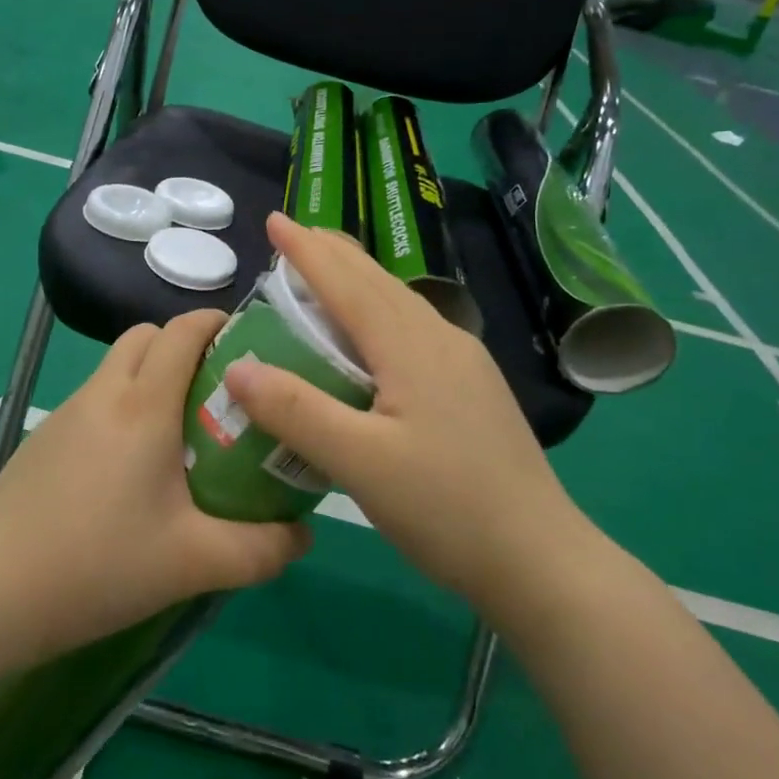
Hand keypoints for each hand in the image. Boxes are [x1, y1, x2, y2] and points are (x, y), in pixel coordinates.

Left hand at [0, 310, 311, 656]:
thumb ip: (261, 550)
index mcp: (142, 405)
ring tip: (183, 434)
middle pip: (146, 335)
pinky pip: (95, 401)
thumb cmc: (98, 565)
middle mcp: (102, 394)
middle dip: (184, 345)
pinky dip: (124, 408)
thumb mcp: (195, 563)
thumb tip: (304, 536)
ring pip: (116, 367)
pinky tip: (132, 471)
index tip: (251, 342)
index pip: (182, 330)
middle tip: (219, 392)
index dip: (217, 322)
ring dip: (152, 377)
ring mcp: (66, 414)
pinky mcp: (44, 440)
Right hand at [224, 213, 597, 612]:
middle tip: (292, 237)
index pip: (348, 282)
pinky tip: (370, 338)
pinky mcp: (472, 389)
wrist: (541, 559)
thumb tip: (237, 367)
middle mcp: (441, 340)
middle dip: (333, 254)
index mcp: (412, 346)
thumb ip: (296, 411)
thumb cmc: (446, 509)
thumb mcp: (359, 464)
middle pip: (378, 282)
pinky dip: (377, 314)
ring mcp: (464, 364)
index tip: (274, 220)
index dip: (307, 250)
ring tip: (324, 275)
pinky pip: (413, 330)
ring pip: (400, 304)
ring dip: (357, 282)